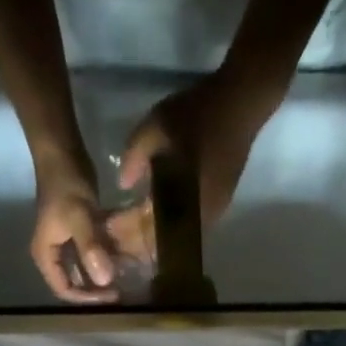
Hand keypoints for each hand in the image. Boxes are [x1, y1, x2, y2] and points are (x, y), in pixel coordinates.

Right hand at [31, 150, 117, 304]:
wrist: (62, 151)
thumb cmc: (66, 184)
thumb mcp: (79, 217)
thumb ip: (90, 249)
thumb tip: (105, 281)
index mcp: (46, 256)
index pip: (65, 290)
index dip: (87, 297)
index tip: (111, 295)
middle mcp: (54, 254)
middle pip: (76, 283)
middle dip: (97, 289)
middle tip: (122, 290)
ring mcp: (66, 243)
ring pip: (86, 269)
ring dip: (104, 274)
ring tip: (126, 278)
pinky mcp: (79, 233)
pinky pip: (93, 253)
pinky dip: (107, 257)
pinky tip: (125, 258)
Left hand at [105, 69, 281, 261]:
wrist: (242, 103)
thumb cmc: (199, 114)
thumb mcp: (157, 125)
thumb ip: (135, 156)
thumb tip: (123, 185)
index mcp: (183, 201)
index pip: (146, 229)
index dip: (124, 231)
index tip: (103, 230)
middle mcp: (198, 218)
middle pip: (160, 242)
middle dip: (134, 242)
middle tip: (110, 239)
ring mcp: (211, 215)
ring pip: (174, 238)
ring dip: (150, 237)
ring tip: (125, 234)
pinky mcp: (217, 207)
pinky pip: (185, 227)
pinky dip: (165, 227)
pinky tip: (150, 220)